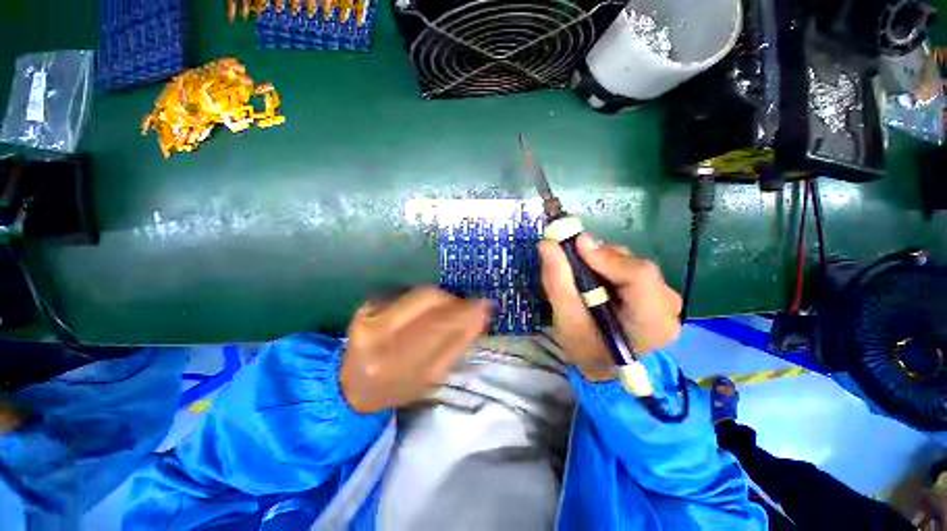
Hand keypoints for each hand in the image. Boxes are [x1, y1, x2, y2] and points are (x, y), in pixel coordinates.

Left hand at [341, 286, 490, 412]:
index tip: (485, 306)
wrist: (351, 386)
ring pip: (420, 293)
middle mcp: (379, 335)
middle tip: (472, 304)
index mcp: (395, 362)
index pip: (439, 325)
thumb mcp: (429, 378)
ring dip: (443, 298)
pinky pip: (409, 293)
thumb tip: (480, 316)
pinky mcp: (366, 304)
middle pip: (429, 300)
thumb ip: (455, 345)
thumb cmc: (396, 388)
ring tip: (452, 307)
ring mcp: (369, 315)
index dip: (464, 312)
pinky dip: (427, 298)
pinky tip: (430, 308)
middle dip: (456, 300)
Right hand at [539, 234, 681, 380]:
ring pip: (630, 262)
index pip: (638, 277)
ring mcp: (665, 296)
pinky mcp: (655, 290)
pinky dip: (605, 266)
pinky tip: (591, 277)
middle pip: (633, 265)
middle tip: (568, 259)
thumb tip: (548, 244)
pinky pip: (628, 266)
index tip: (575, 245)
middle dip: (597, 259)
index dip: (606, 257)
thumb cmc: (585, 349)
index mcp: (652, 322)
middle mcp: (668, 305)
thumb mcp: (565, 321)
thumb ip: (557, 282)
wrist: (604, 365)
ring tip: (577, 274)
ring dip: (599, 262)